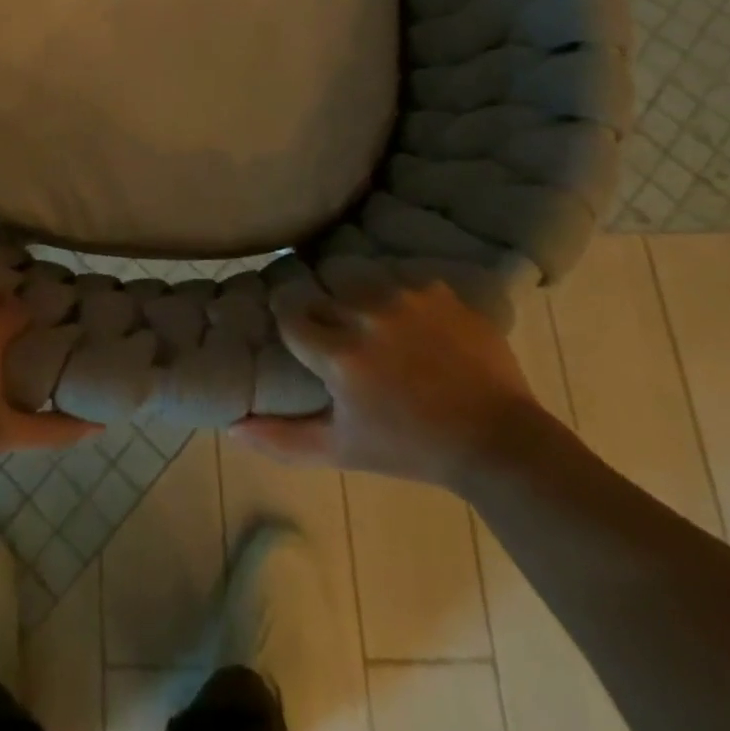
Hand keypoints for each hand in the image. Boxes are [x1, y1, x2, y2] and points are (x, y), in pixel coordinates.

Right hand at [231, 282, 545, 490]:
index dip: (291, 326)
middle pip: (322, 295)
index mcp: (339, 353)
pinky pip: (401, 281)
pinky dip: (401, 300)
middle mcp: (366, 312)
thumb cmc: (411, 449)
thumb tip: (231, 426)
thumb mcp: (341, 449)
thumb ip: (281, 438)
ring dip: (360, 302)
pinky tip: (416, 328)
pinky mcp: (437, 289)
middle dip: (326, 316)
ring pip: (359, 281)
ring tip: (380, 331)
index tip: (301, 339)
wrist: (498, 441)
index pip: (289, 314)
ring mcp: (405, 296)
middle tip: (344, 342)